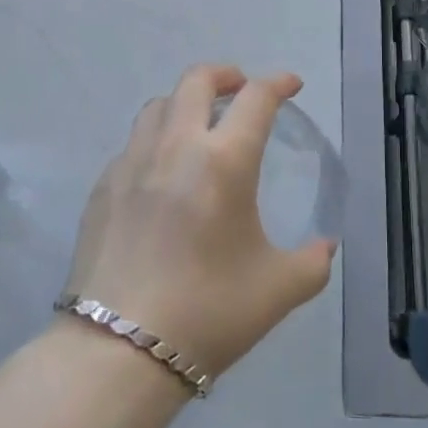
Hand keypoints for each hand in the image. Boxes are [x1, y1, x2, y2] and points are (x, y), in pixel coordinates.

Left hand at [62, 64, 335, 377]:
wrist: (117, 353)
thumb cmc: (208, 313)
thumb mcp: (278, 291)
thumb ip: (312, 263)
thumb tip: (324, 247)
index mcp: (224, 161)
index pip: (256, 98)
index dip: (278, 83)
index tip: (291, 85)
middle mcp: (176, 146)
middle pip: (197, 80)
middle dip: (225, 74)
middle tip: (240, 90)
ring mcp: (132, 163)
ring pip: (159, 105)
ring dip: (185, 102)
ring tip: (198, 126)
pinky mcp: (102, 187)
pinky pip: (133, 144)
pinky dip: (155, 141)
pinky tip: (161, 174)